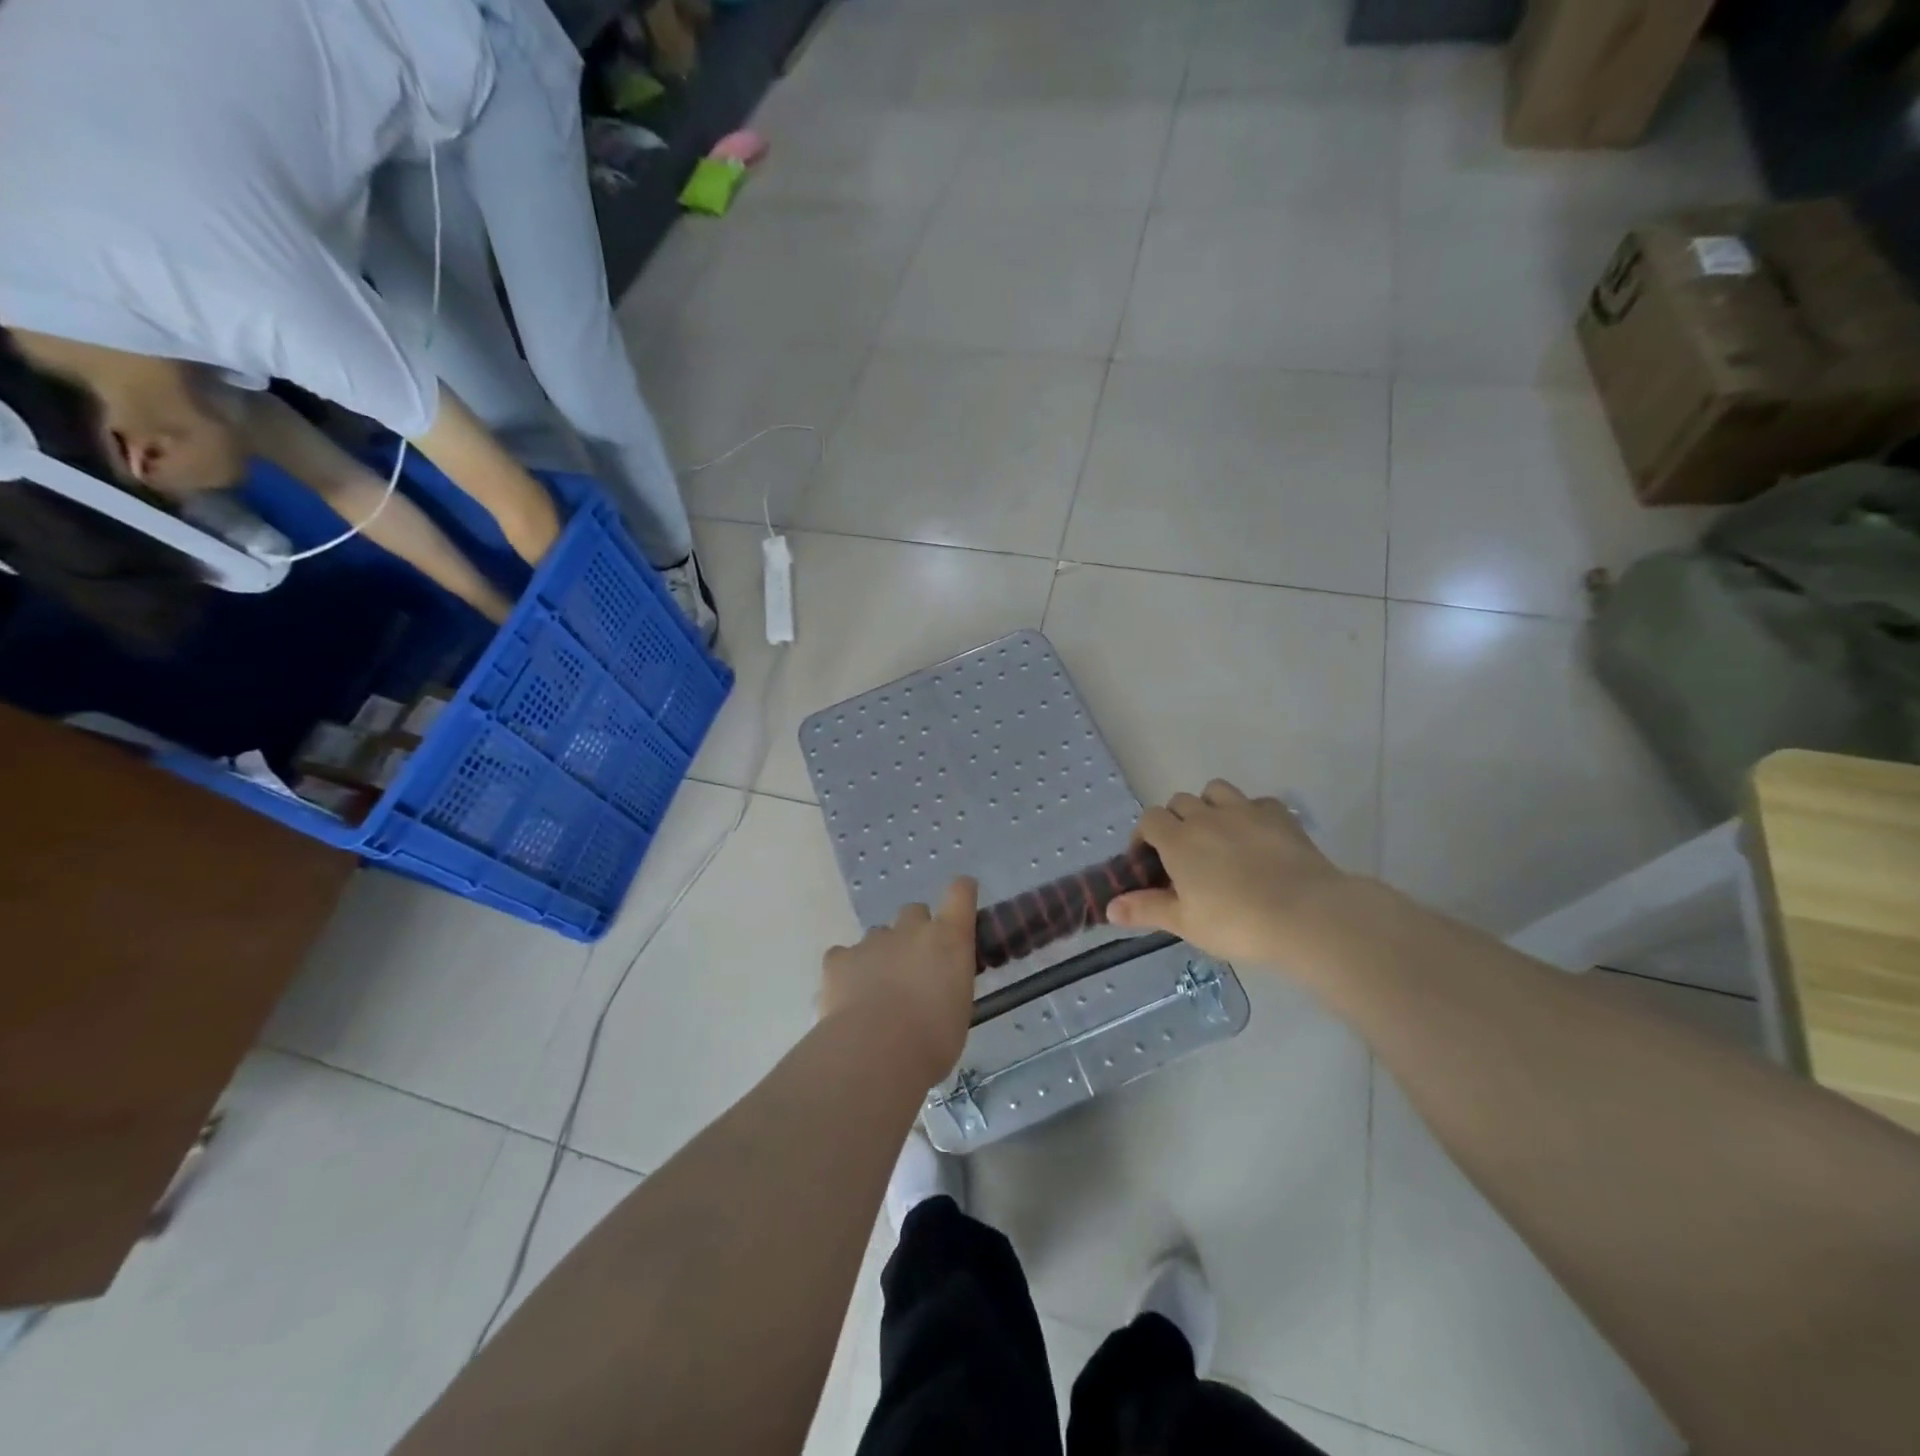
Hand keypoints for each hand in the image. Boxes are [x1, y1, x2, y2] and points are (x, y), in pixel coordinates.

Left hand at [820, 878, 978, 1085]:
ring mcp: (872, 940)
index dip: (961, 893)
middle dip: (915, 932)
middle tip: (916, 967)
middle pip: (914, 912)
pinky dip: (848, 971)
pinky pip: (844, 956)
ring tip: (879, 991)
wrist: (876, 1050)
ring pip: (879, 935)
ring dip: (882, 954)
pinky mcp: (839, 958)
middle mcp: (911, 929)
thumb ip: (949, 985)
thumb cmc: (933, 1039)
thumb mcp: (958, 1011)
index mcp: (949, 938)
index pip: (960, 892)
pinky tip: (849, 996)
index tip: (961, 902)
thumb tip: (938, 988)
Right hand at [1108, 780, 1351, 969]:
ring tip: (1218, 836)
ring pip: (1215, 791)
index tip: (1150, 862)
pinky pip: (1255, 802)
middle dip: (1176, 821)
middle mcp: (1206, 816)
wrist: (1305, 914)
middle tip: (1185, 855)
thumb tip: (1109, 907)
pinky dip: (1249, 813)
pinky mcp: (1279, 815)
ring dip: (1209, 806)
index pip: (1150, 820)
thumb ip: (1146, 909)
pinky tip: (1257, 837)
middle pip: (1179, 802)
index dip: (1145, 837)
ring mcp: (1245, 810)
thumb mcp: (1185, 922)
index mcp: (1178, 840)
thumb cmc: (1236, 922)